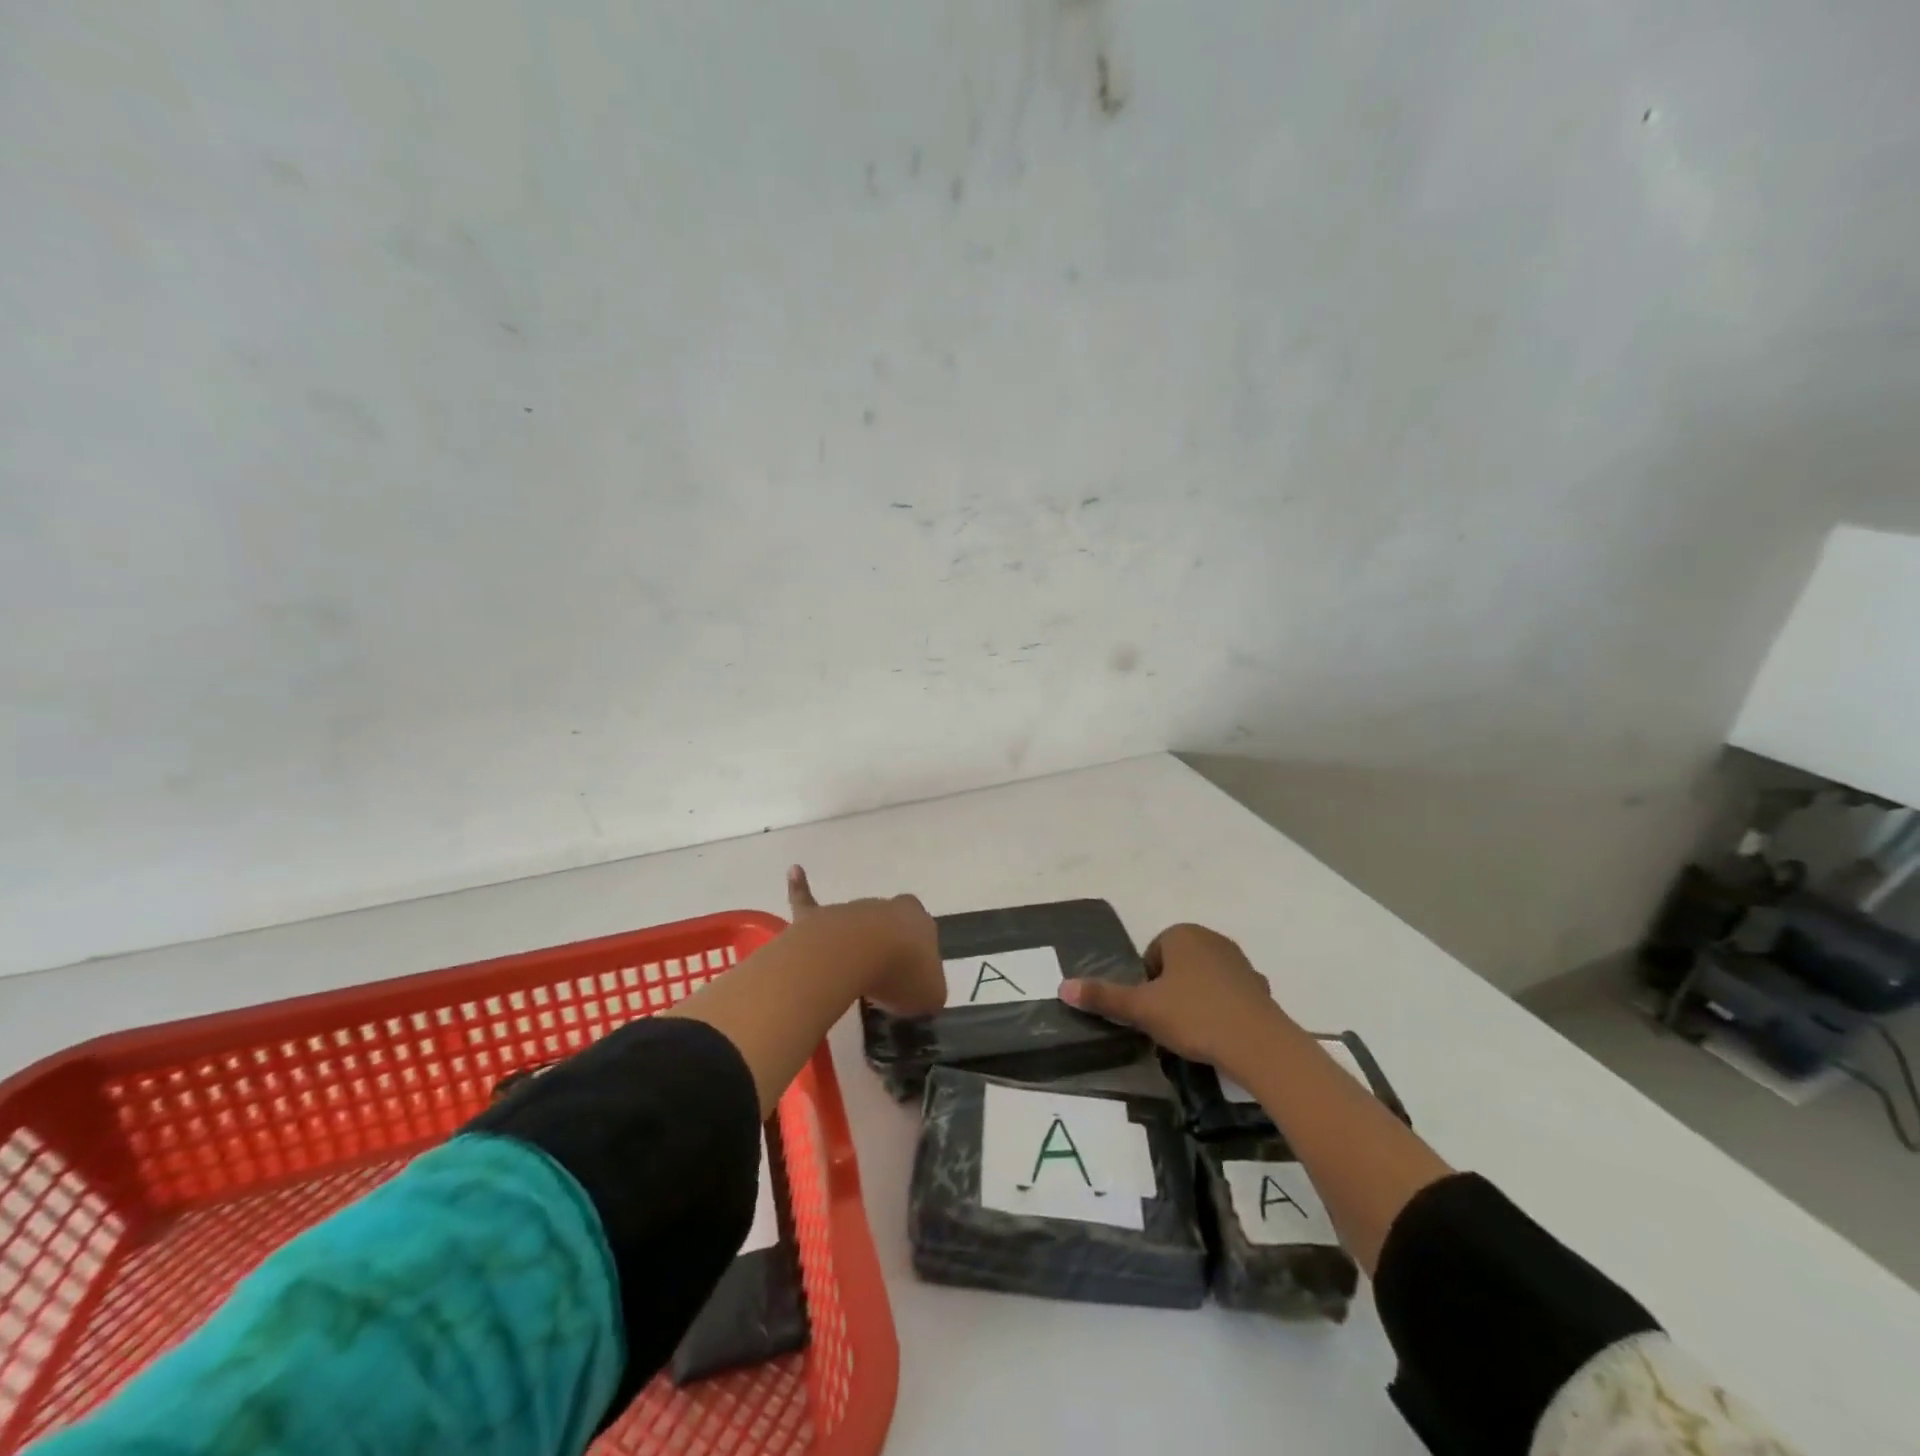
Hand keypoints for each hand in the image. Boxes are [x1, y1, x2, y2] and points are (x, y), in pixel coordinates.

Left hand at [786, 865, 945, 1016]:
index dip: (917, 958)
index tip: (910, 980)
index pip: (924, 934)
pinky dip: (800, 888)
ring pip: (854, 924)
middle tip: (883, 977)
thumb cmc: (901, 974)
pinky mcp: (818, 917)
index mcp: (921, 923)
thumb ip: (928, 992)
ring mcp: (852, 910)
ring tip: (850, 973)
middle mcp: (889, 909)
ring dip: (853, 943)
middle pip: (889, 926)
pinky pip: (807, 901)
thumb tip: (918, 995)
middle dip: (886, 946)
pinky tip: (795, 871)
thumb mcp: (930, 995)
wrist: (856, 954)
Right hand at [1059, 922, 1288, 1066]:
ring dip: (1196, 1000)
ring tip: (1194, 1033)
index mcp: (1181, 934)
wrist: (1259, 1044)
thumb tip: (1063, 987)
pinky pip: (1230, 995)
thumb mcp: (1142, 1009)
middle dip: (1170, 991)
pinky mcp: (1260, 986)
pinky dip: (1223, 1010)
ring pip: (1203, 979)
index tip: (1151, 1012)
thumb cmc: (1194, 1016)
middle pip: (1177, 966)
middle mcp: (1211, 939)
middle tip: (1169, 1024)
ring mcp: (1239, 961)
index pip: (1151, 956)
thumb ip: (1104, 997)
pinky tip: (1221, 1035)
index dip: (1146, 985)